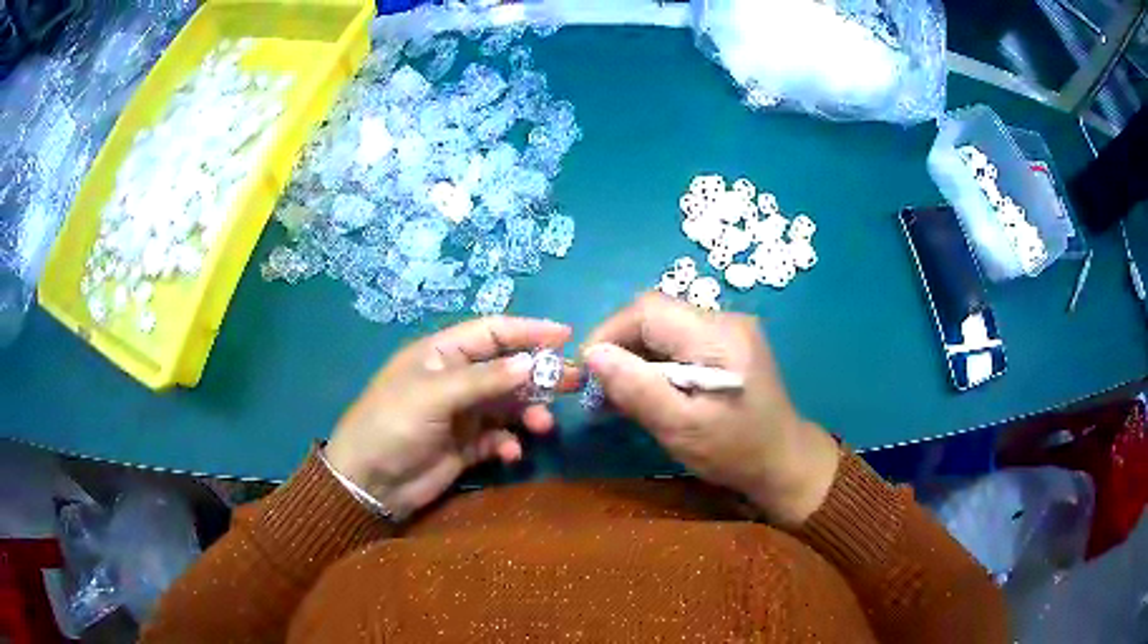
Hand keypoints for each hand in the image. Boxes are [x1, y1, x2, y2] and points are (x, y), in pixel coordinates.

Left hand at [326, 317, 574, 519]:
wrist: (370, 483)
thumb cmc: (392, 425)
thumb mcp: (434, 395)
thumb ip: (483, 379)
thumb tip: (530, 363)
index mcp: (442, 354)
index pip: (492, 332)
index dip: (528, 331)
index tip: (565, 336)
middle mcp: (456, 379)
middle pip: (507, 368)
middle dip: (539, 374)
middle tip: (574, 382)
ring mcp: (463, 414)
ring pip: (508, 404)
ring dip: (528, 412)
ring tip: (542, 426)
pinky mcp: (467, 446)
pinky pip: (499, 437)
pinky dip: (509, 443)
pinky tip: (510, 453)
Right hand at [583, 293, 839, 526]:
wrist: (785, 463)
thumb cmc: (736, 451)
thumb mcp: (682, 428)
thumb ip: (637, 389)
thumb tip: (592, 355)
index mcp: (718, 336)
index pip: (648, 310)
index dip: (609, 333)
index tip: (587, 372)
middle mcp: (725, 321)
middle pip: (655, 316)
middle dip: (619, 347)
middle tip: (599, 389)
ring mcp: (728, 332)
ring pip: (664, 330)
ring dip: (634, 357)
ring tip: (616, 395)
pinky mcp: (727, 346)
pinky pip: (679, 343)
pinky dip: (655, 364)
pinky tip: (645, 392)